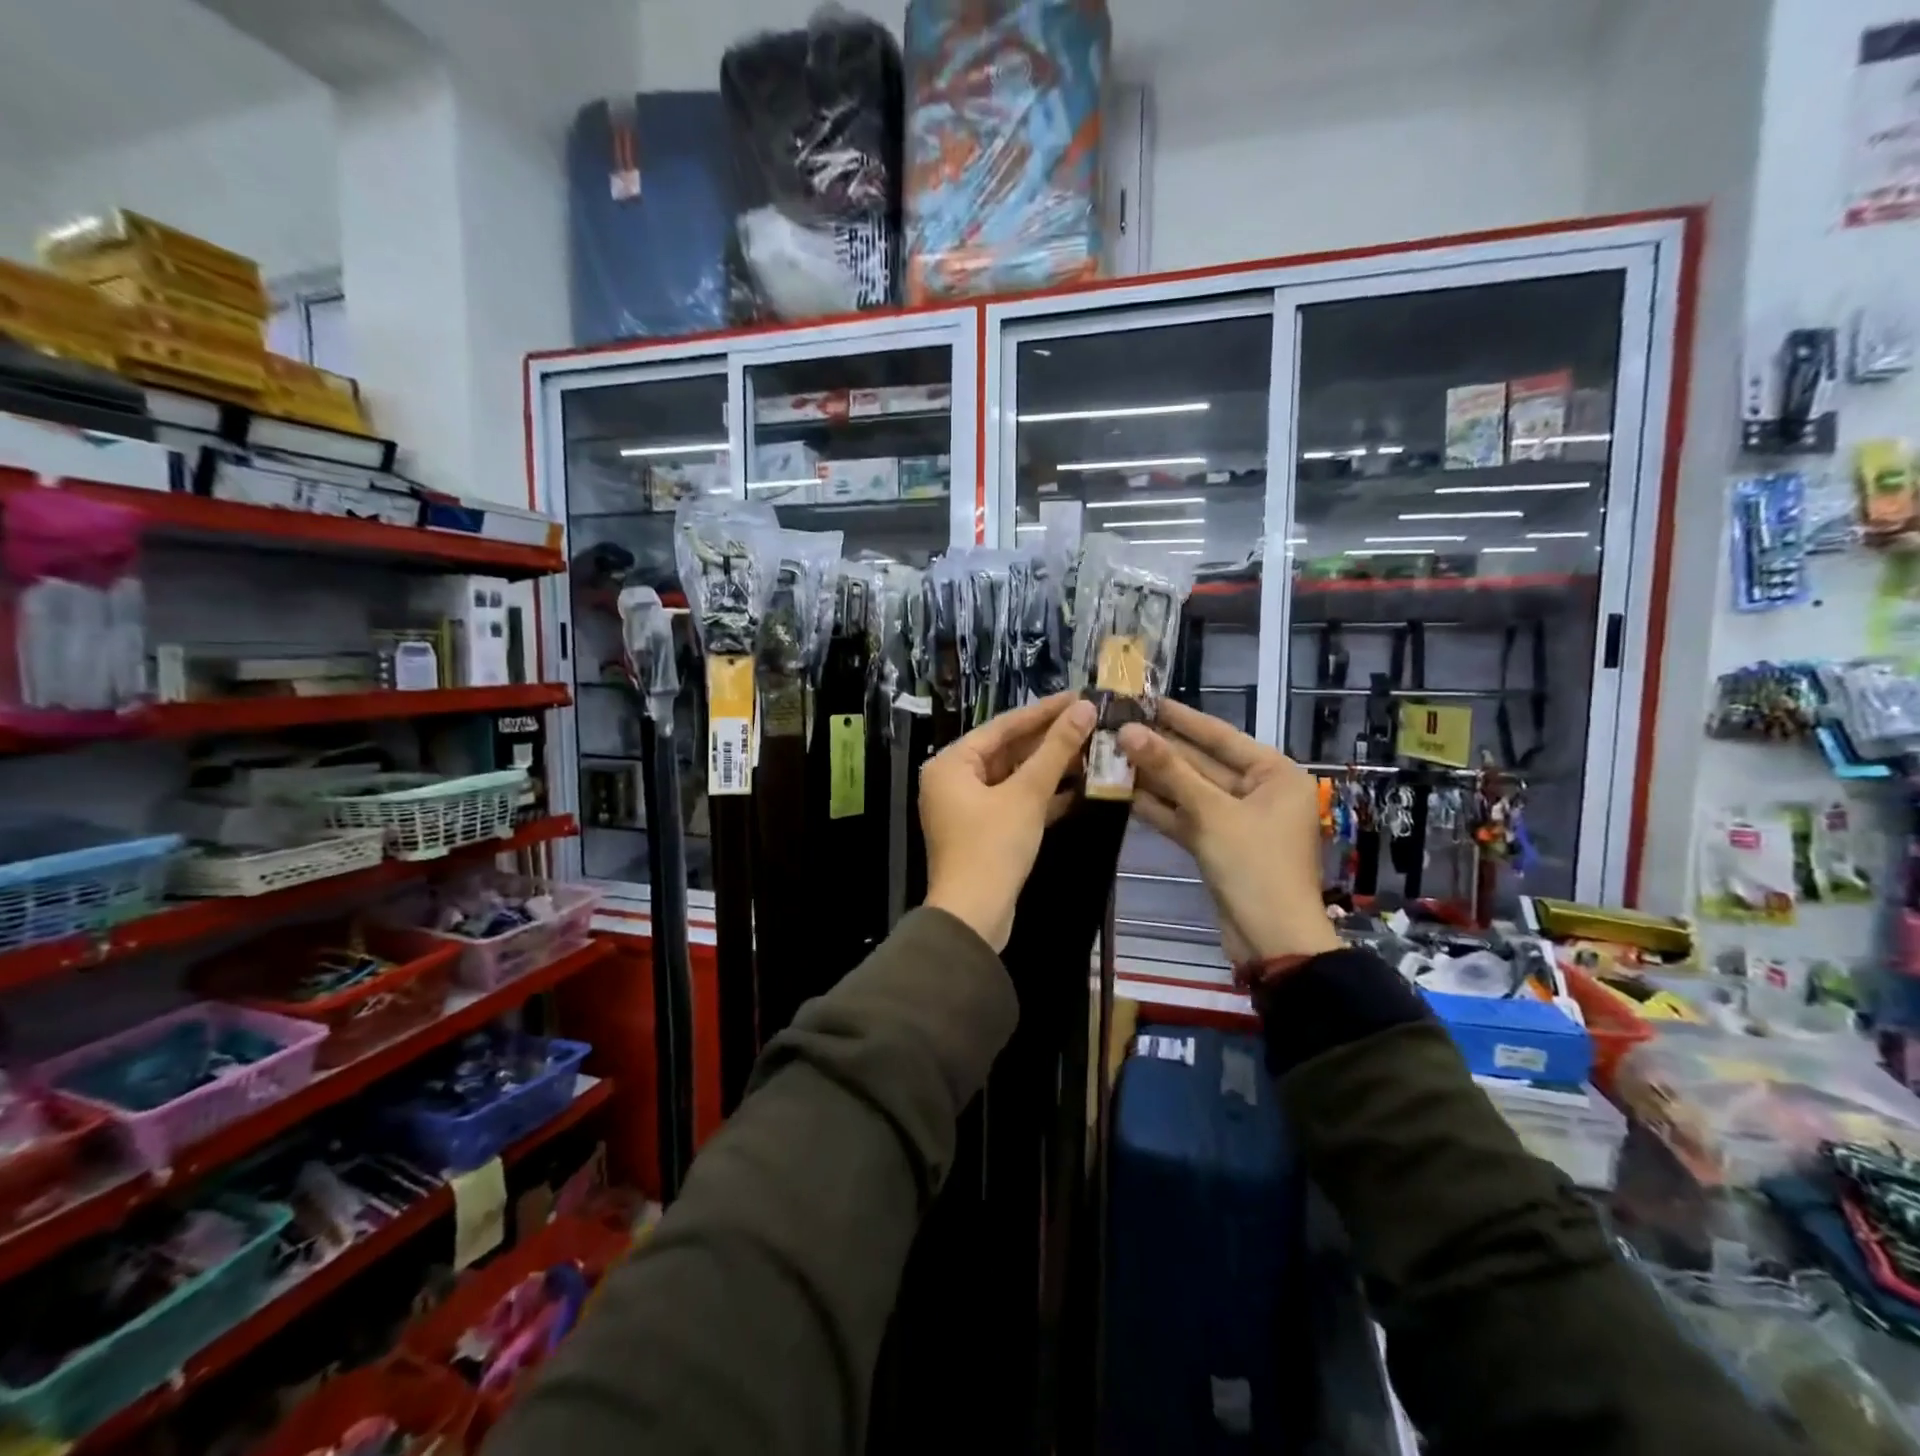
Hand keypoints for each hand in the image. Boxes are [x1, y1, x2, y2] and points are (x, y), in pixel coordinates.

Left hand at [920, 692, 1095, 951]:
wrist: (974, 916)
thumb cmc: (993, 847)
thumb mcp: (1027, 794)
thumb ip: (1056, 750)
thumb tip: (1085, 709)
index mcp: (951, 763)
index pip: (1003, 726)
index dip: (1044, 711)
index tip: (1079, 697)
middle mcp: (953, 780)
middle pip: (1008, 750)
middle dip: (1050, 740)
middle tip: (1092, 722)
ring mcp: (968, 808)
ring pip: (1014, 777)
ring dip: (1051, 768)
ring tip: (1094, 750)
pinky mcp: (984, 831)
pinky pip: (1015, 802)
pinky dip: (1043, 795)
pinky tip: (1080, 788)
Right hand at [1117, 700, 1341, 963]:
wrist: (1272, 940)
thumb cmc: (1254, 866)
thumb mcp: (1211, 813)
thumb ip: (1169, 771)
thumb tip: (1128, 731)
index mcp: (1274, 774)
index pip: (1220, 736)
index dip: (1181, 718)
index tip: (1145, 699)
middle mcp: (1259, 791)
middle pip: (1202, 763)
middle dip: (1161, 749)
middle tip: (1118, 726)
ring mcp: (1237, 820)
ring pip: (1190, 791)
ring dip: (1154, 778)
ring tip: (1111, 754)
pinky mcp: (1219, 844)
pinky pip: (1187, 817)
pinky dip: (1160, 808)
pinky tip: (1123, 792)